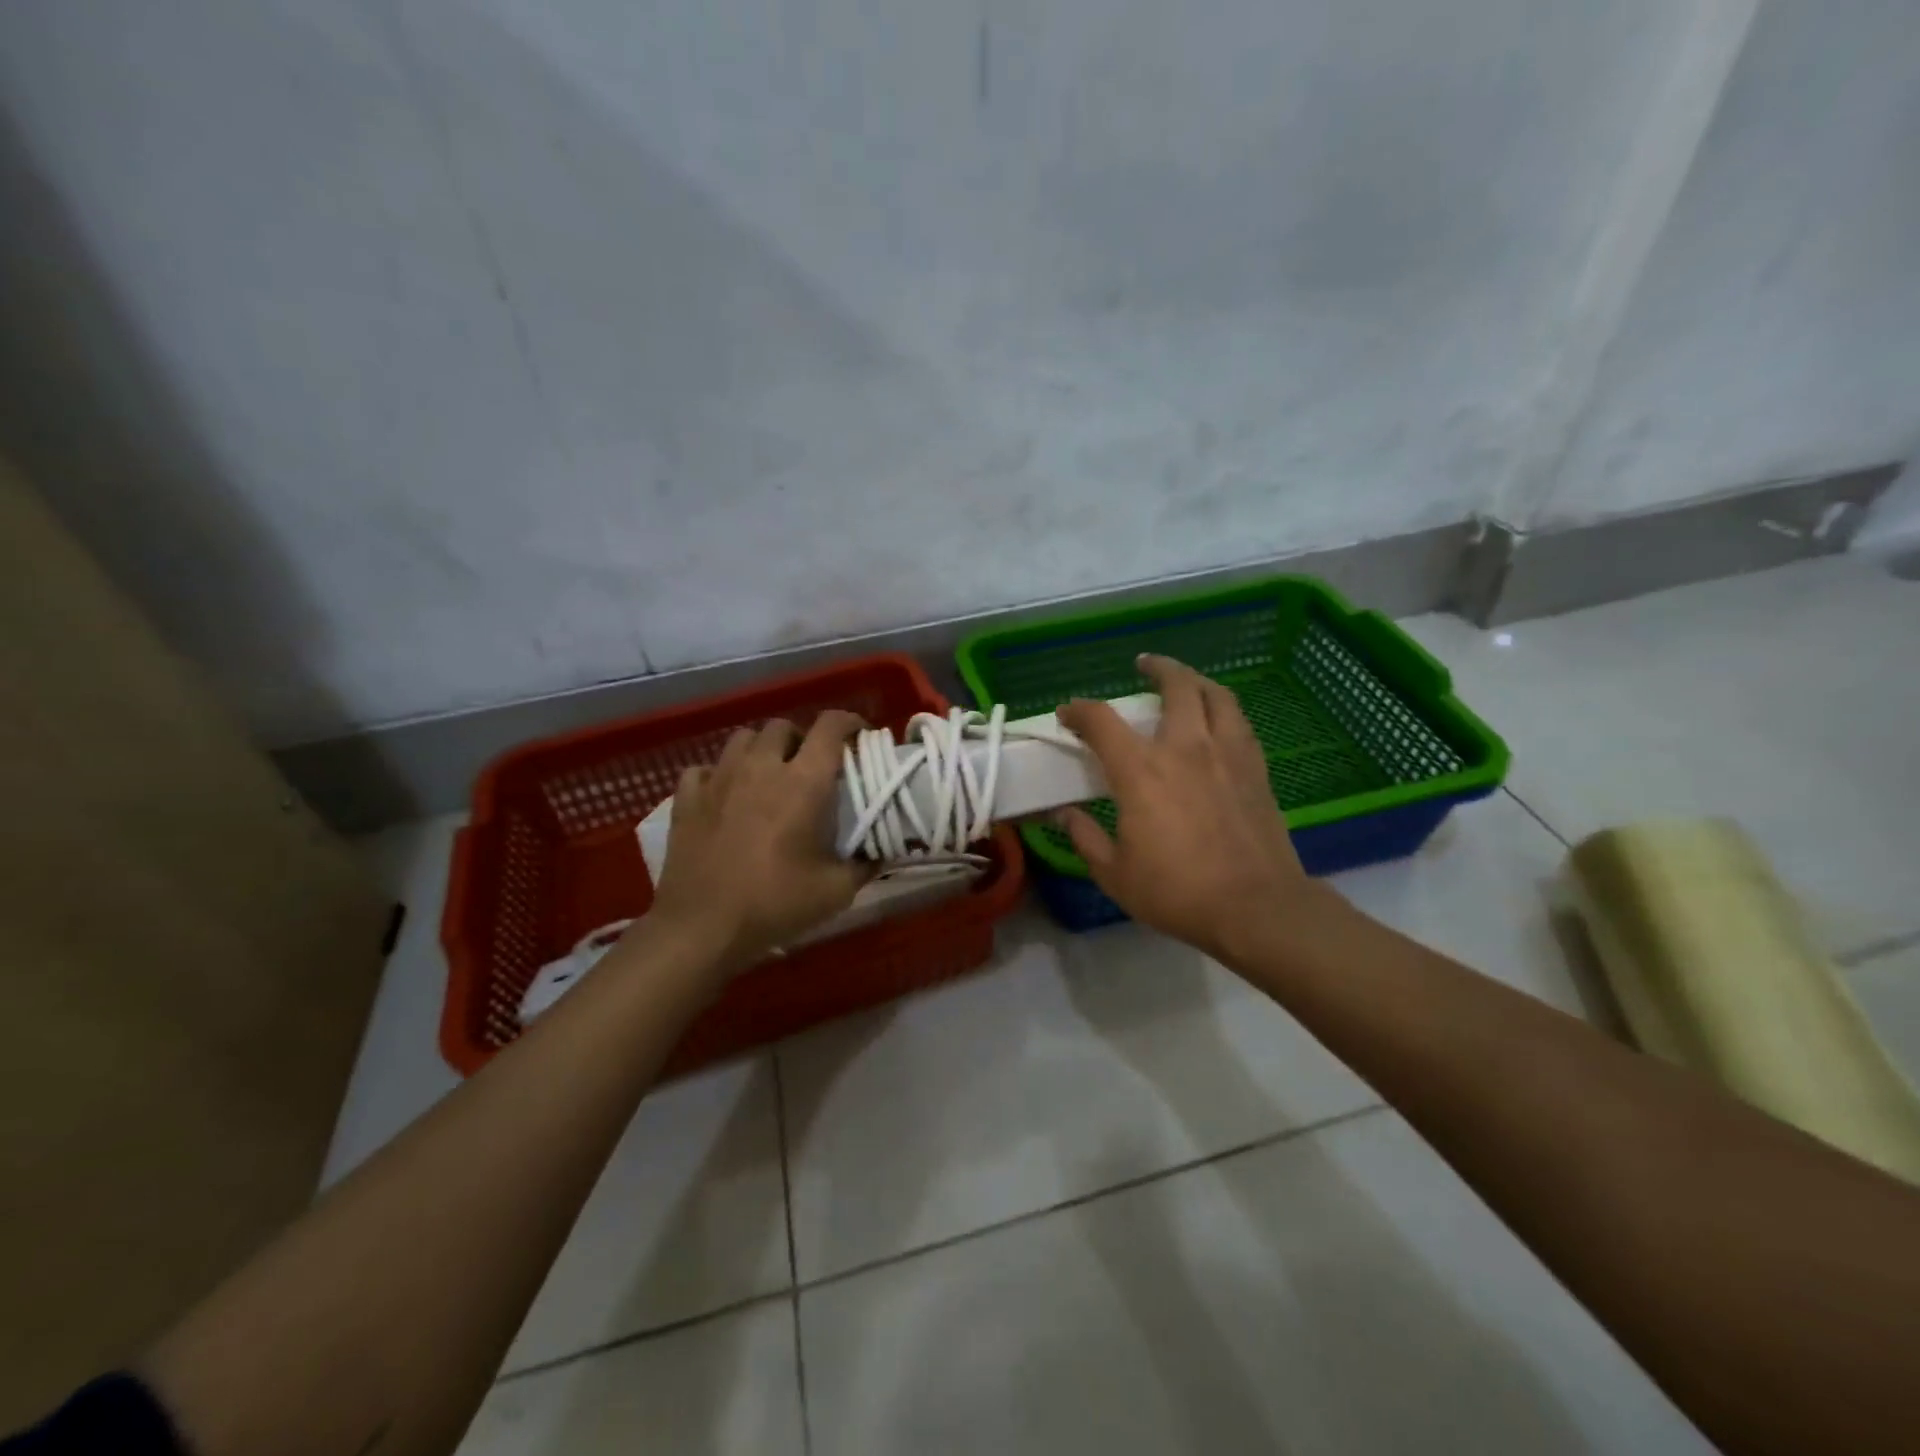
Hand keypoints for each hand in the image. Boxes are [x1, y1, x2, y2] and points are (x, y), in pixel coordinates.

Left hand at [646, 712, 871, 972]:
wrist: (702, 928)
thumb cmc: (775, 904)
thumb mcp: (836, 891)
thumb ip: (865, 865)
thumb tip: (883, 853)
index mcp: (803, 781)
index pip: (831, 726)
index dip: (850, 722)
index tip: (859, 737)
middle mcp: (761, 767)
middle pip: (784, 726)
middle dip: (802, 739)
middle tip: (811, 767)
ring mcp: (718, 778)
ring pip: (743, 738)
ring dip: (761, 749)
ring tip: (768, 775)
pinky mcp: (686, 798)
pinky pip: (704, 768)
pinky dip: (718, 774)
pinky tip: (725, 795)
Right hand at [1055, 655, 1331, 962]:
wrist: (1256, 907)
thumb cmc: (1177, 892)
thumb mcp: (1114, 874)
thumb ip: (1085, 837)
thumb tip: (1063, 814)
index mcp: (1141, 771)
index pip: (1101, 721)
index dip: (1080, 710)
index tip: (1068, 714)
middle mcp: (1185, 748)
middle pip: (1175, 685)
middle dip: (1155, 668)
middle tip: (1143, 666)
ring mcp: (1227, 753)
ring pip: (1216, 695)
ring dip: (1196, 679)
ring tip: (1185, 681)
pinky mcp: (1256, 768)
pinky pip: (1239, 721)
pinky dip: (1222, 709)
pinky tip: (1217, 720)